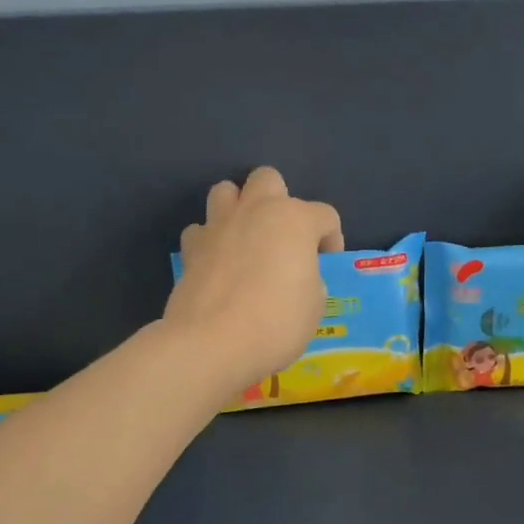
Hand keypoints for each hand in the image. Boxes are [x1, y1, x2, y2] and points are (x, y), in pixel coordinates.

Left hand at [165, 167, 343, 393]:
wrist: (212, 343)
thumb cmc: (276, 323)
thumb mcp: (313, 307)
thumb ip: (310, 282)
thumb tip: (299, 279)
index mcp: (295, 220)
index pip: (326, 215)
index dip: (331, 239)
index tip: (325, 266)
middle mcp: (255, 211)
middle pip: (268, 179)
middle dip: (279, 200)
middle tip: (283, 238)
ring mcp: (219, 226)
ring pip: (225, 191)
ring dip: (238, 208)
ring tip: (246, 241)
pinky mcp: (191, 248)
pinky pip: (200, 230)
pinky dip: (210, 241)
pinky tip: (217, 264)